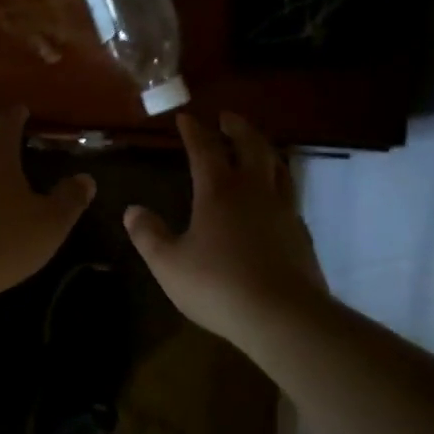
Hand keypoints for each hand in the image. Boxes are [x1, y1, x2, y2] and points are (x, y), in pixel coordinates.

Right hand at [124, 113, 330, 347]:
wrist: (284, 316)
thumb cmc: (219, 285)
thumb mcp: (169, 264)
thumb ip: (149, 235)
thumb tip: (132, 210)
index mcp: (219, 190)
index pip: (205, 148)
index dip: (194, 131)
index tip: (186, 117)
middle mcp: (254, 190)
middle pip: (250, 145)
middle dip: (237, 127)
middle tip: (227, 118)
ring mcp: (283, 209)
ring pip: (277, 165)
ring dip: (263, 148)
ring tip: (256, 145)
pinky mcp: (300, 232)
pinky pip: (289, 193)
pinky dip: (278, 181)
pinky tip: (274, 196)